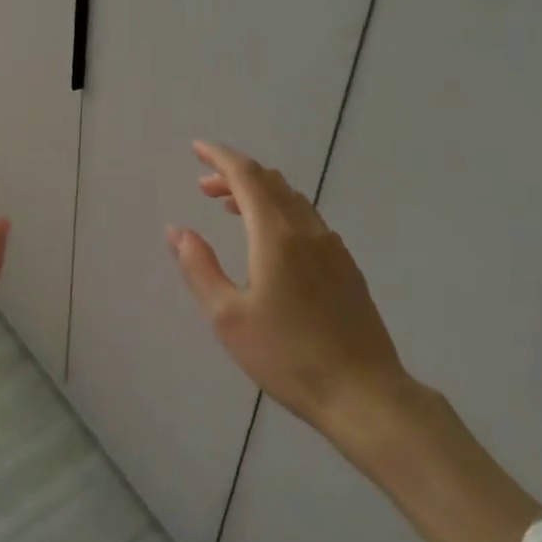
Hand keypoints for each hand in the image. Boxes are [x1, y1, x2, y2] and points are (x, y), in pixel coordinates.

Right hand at [166, 141, 412, 439]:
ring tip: (231, 207)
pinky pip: (308, 220)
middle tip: (205, 185)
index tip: (197, 148)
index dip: (219, 157)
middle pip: (270, 182)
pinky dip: (280, 212)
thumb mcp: (228, 317)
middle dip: (235, 174)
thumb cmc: (287, 357)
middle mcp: (307, 230)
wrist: (364, 394)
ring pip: (292, 200)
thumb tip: (177, 231)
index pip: (246, 175)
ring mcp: (333, 247)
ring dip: (259, 192)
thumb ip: (200, 268)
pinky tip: (271, 240)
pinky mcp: (347, 267)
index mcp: (276, 235)